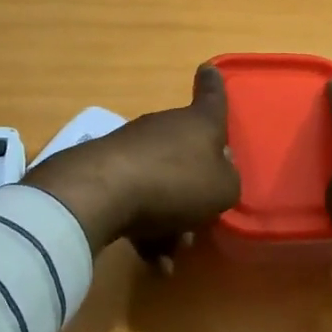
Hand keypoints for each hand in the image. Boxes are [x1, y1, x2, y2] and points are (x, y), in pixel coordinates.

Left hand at [21, 65, 239, 257]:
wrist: (103, 192)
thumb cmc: (176, 182)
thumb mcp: (223, 189)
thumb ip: (228, 181)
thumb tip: (218, 174)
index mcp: (198, 123)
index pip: (212, 97)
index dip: (214, 85)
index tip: (209, 69)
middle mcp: (165, 128)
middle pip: (187, 152)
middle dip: (195, 187)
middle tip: (201, 219)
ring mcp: (133, 148)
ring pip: (162, 183)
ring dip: (172, 218)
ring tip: (173, 252)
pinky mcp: (106, 171)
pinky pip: (137, 200)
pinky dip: (147, 230)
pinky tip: (153, 263)